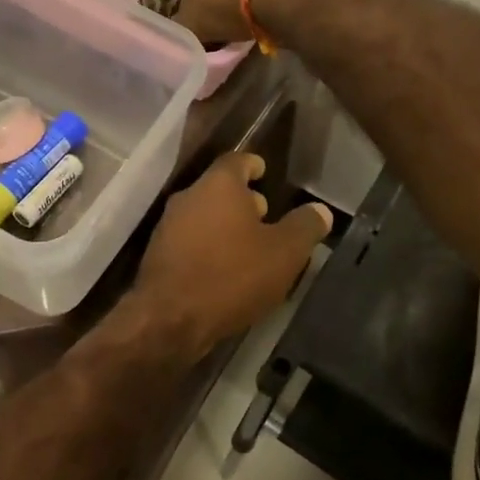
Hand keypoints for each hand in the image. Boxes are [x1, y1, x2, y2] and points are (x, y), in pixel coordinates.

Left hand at [133, 151, 333, 356]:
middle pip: (219, 189)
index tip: (265, 172)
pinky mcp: (159, 255)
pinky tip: (226, 270)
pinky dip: (209, 247)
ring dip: (226, 226)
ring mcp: (169, 226)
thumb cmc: (232, 275)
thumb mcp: (284, 253)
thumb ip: (304, 228)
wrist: (169, 318)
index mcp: (218, 185)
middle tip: (267, 215)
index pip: (237, 160)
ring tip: (251, 247)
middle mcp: (188, 197)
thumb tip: (320, 211)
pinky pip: (191, 241)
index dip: (253, 165)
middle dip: (243, 200)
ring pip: (204, 215)